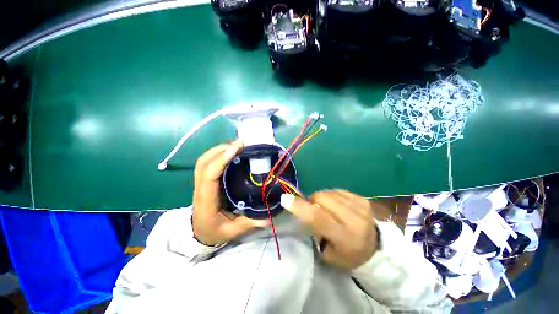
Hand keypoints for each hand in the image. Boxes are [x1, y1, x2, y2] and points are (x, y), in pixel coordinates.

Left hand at [192, 141, 267, 245]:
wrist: (198, 233)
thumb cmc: (214, 231)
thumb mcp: (232, 230)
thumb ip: (250, 222)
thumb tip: (269, 215)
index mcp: (206, 199)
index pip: (210, 174)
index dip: (222, 159)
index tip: (238, 148)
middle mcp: (201, 187)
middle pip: (204, 161)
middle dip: (222, 149)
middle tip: (241, 144)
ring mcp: (201, 182)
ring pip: (204, 159)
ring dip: (220, 149)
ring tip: (237, 145)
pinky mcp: (205, 180)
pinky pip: (208, 162)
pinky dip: (218, 154)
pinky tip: (231, 153)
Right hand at [281, 189, 378, 269]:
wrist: (377, 246)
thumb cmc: (349, 255)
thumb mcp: (329, 254)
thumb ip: (314, 230)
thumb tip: (304, 210)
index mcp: (345, 237)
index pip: (318, 217)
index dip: (300, 207)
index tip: (285, 199)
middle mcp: (354, 218)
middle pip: (322, 198)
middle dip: (311, 200)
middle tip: (312, 209)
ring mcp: (360, 205)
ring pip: (328, 192)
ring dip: (321, 198)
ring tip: (324, 207)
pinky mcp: (362, 198)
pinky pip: (337, 190)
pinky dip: (330, 195)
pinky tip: (334, 204)